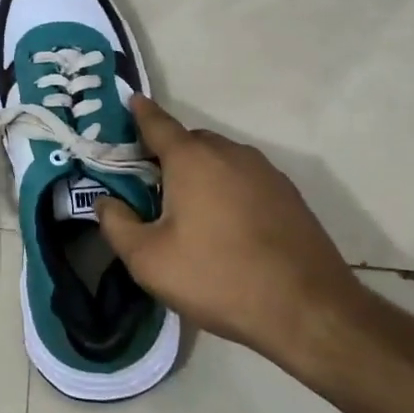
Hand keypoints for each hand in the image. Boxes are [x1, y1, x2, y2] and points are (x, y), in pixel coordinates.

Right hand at [97, 96, 370, 377]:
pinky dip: (228, 189)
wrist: (308, 311)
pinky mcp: (289, 196)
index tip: (130, 101)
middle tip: (149, 185)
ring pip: (220, 160)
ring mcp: (265, 172)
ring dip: (200, 173)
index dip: (140, 112)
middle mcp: (230, 153)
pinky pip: (245, 179)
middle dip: (167, 154)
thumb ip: (117, 225)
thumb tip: (105, 202)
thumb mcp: (149, 260)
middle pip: (189, 141)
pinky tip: (227, 226)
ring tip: (188, 210)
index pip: (157, 123)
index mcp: (192, 159)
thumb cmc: (218, 278)